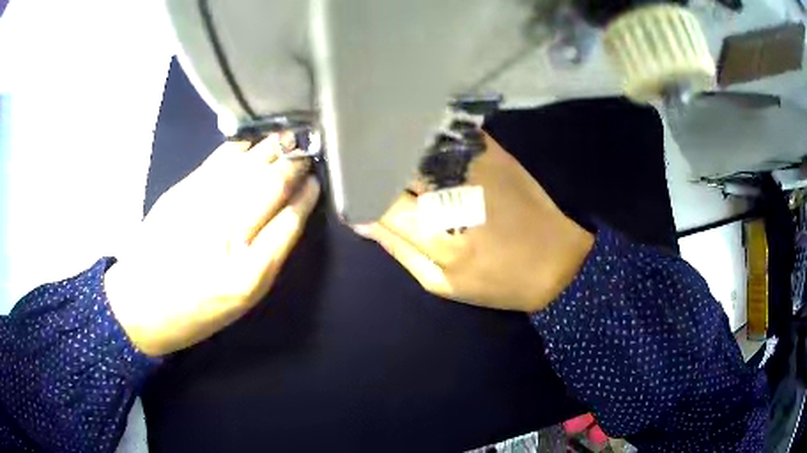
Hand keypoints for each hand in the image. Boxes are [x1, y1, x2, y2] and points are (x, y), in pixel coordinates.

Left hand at [104, 136, 319, 355]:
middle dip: (295, 165)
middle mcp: (227, 233)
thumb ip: (269, 256)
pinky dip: (242, 148)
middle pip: (272, 185)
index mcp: (248, 273)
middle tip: (306, 156)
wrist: (141, 303)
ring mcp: (202, 205)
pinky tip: (253, 144)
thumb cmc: (196, 310)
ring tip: (289, 140)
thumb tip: (290, 212)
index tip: (316, 183)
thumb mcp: (242, 299)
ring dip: (273, 149)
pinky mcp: (183, 189)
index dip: (307, 197)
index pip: (289, 221)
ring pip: (249, 166)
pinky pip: (220, 159)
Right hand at [357, 133, 592, 312]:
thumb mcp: (441, 283)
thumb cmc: (497, 281)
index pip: (377, 198)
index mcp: (437, 235)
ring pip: (415, 143)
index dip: (359, 188)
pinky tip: (416, 135)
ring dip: (394, 144)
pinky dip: (425, 134)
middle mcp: (452, 193)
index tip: (349, 184)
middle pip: (393, 164)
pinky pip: (446, 133)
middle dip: (372, 161)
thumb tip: (362, 220)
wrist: (555, 261)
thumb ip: (398, 249)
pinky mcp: (492, 150)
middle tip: (361, 159)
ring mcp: (474, 165)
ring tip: (384, 145)